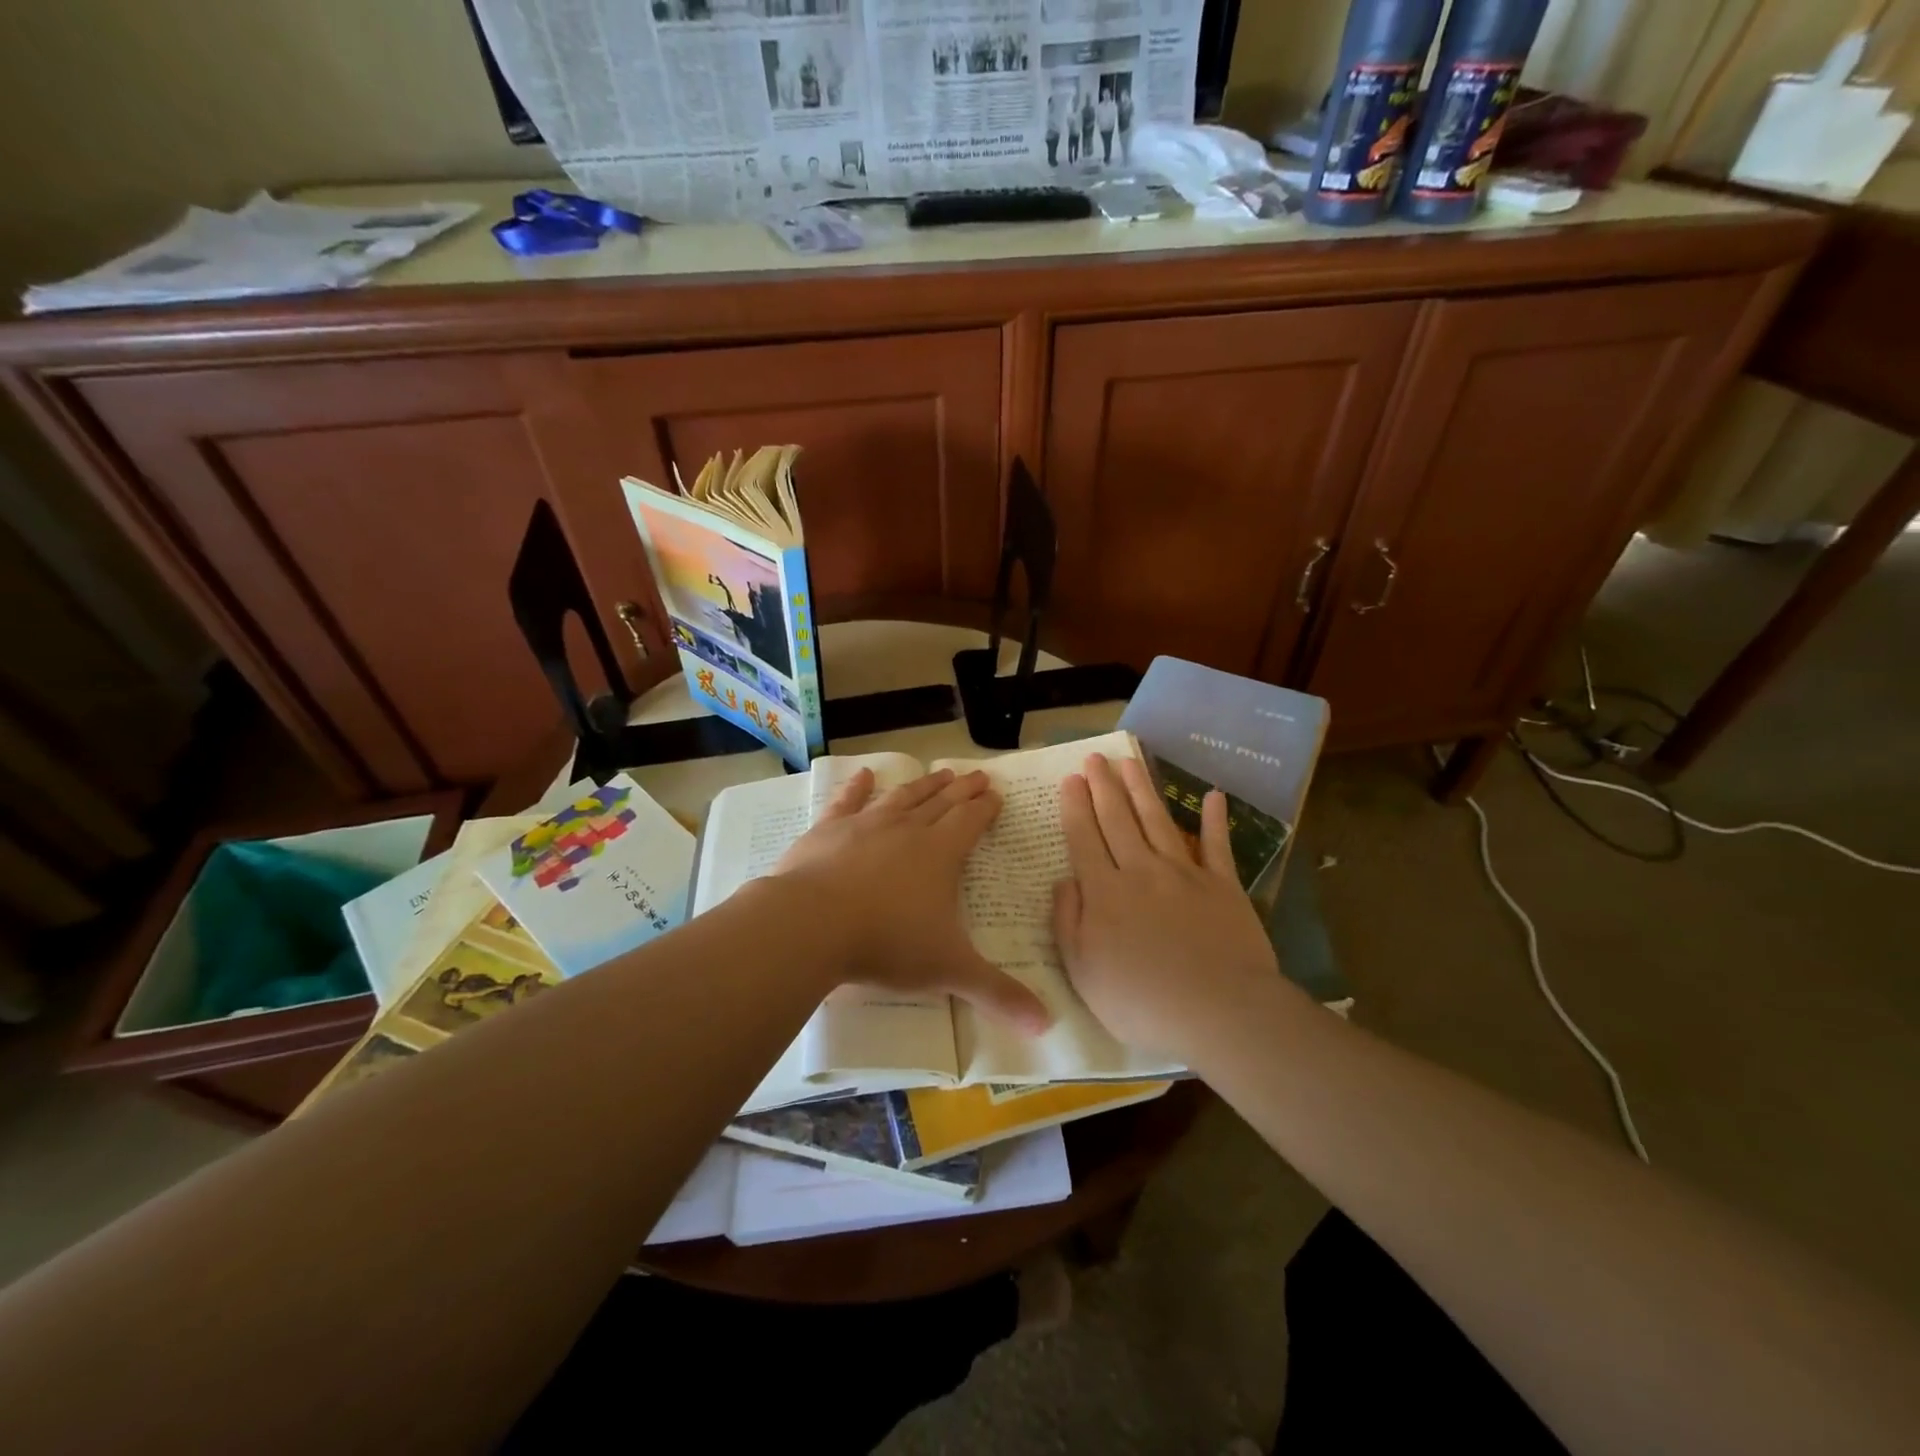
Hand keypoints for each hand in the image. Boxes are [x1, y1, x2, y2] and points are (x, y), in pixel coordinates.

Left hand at [775, 768, 1050, 1032]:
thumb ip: (997, 994)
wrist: (812, 924)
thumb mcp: (948, 971)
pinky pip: (847, 802)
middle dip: (961, 789)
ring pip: (902, 798)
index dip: (985, 808)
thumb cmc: (887, 943)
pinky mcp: (828, 830)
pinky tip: (865, 775)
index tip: (995, 794)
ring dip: (922, 785)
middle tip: (975, 775)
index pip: (970, 821)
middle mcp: (907, 830)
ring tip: (938, 772)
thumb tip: (1047, 1025)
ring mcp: (865, 825)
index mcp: (940, 854)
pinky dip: (858, 787)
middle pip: (940, 803)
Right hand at [1054, 754, 1279, 1063]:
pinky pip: (1217, 845)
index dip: (1075, 807)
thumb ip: (1068, 921)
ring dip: (1141, 788)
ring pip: (1157, 821)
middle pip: (1117, 819)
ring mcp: (1184, 874)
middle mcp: (1140, 871)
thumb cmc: (1142, 1001)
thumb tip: (1065, 879)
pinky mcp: (1223, 885)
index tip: (1070, 780)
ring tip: (1129, 761)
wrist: (1219, 1011)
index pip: (1084, 838)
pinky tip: (1213, 796)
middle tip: (1094, 758)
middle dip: (1102, 786)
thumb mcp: (1083, 971)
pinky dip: (1215, 820)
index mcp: (1104, 892)